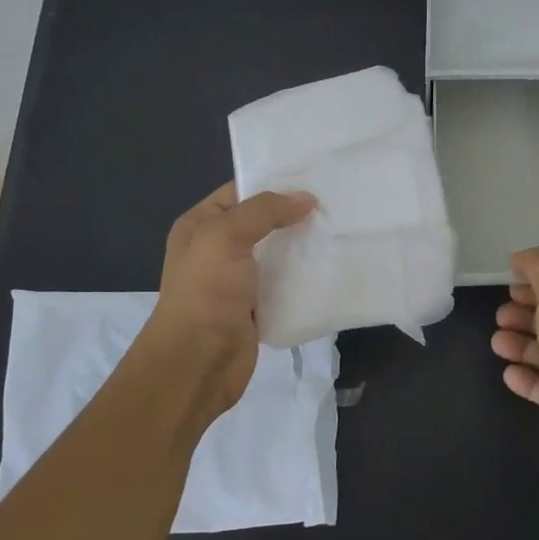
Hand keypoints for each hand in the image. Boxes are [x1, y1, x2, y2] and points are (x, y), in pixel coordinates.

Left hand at [139, 182, 315, 418]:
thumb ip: (265, 211)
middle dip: (294, 214)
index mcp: (200, 225)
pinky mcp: (257, 308)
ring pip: (277, 254)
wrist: (197, 363)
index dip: (273, 183)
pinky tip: (333, 266)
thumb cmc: (205, 292)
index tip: (314, 177)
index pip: (240, 192)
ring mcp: (237, 280)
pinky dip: (305, 278)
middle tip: (336, 202)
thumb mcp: (226, 236)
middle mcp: (217, 249)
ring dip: (303, 246)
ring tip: (341, 230)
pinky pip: (285, 284)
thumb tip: (306, 199)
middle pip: (262, 222)